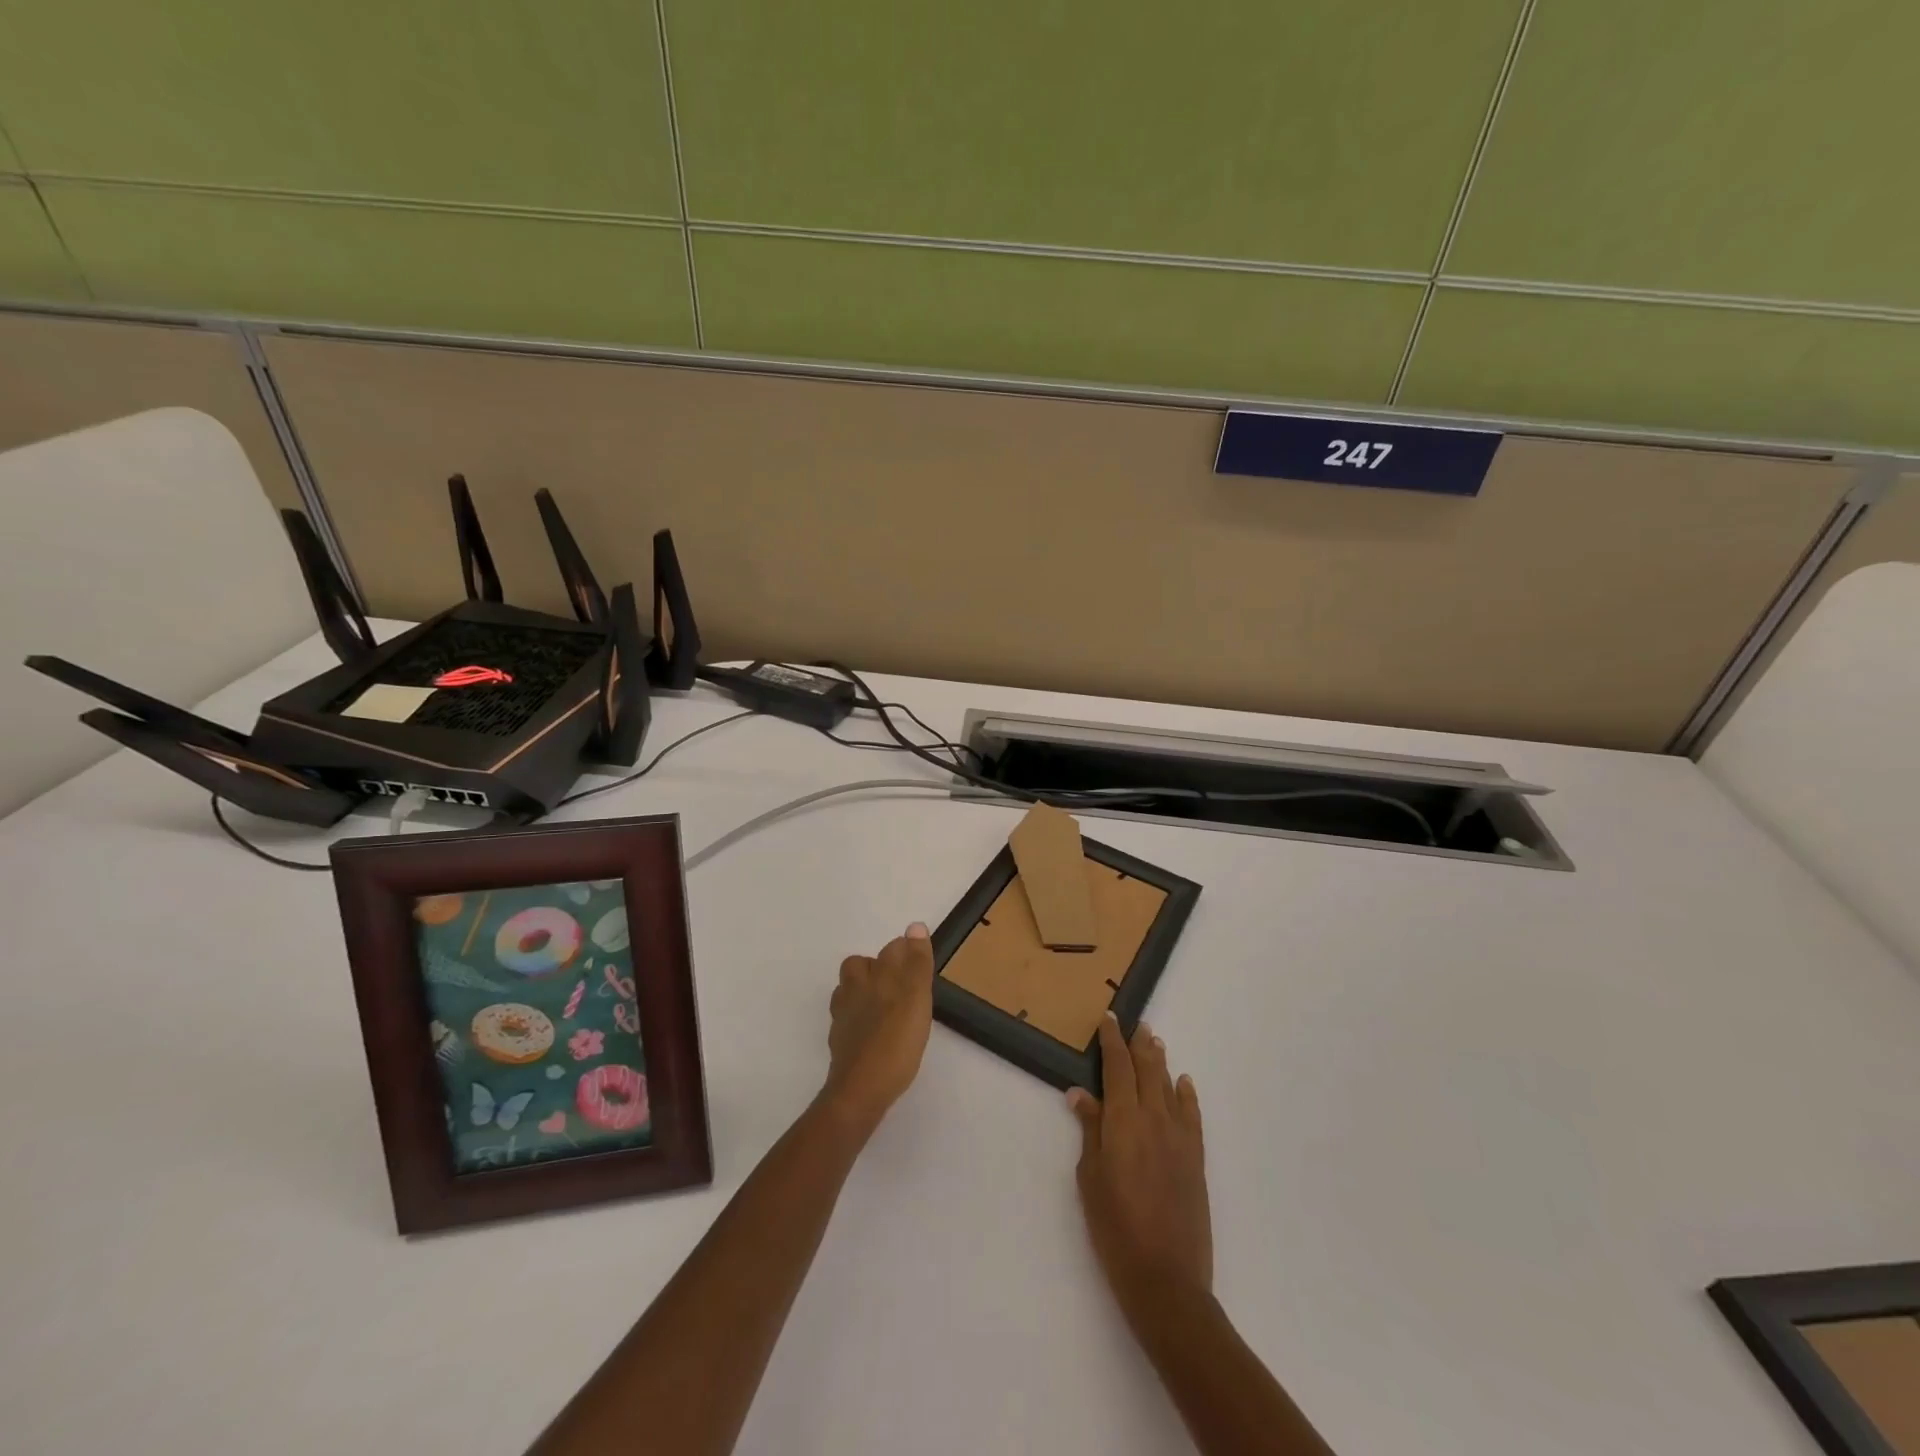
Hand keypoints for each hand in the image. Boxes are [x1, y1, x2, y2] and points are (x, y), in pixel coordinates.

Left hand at [822, 923, 934, 1132]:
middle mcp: (854, 991)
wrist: (861, 1090)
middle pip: (860, 966)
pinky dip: (859, 1017)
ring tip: (887, 1004)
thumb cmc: (895, 1042)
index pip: (891, 950)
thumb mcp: (916, 997)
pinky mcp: (840, 1042)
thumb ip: (916, 963)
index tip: (921, 964)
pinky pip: (847, 1018)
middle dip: (878, 967)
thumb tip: (915, 926)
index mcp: (873, 977)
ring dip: (865, 990)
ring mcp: (843, 1017)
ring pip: (849, 991)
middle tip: (903, 983)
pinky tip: (874, 1030)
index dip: (906, 952)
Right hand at [1069, 1015, 1211, 1320]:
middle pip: (1148, 1070)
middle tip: (1135, 1023)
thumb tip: (1081, 1094)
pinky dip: (1187, 1094)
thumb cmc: (1115, 1228)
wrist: (1166, 1279)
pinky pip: (1192, 1115)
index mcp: (1123, 1121)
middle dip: (1139, 1044)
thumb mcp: (1090, 1178)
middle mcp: (1154, 1119)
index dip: (1112, 1041)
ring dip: (1160, 1062)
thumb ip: (1090, 1131)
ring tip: (1153, 1042)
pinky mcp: (1196, 1159)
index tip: (1108, 1019)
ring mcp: (1179, 1138)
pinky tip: (1183, 1082)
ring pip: (1169, 1087)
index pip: (1118, 1068)